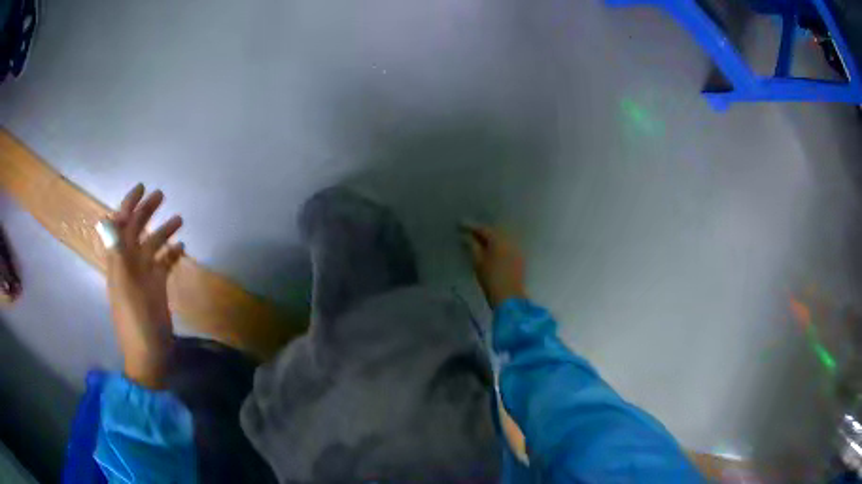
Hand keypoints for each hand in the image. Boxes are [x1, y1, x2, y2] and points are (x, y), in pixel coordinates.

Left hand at [105, 184, 184, 388]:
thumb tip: (110, 220)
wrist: (149, 354)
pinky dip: (171, 254)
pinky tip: (182, 247)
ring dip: (163, 231)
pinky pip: (164, 264)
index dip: (128, 205)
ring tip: (179, 219)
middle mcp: (130, 265)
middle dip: (146, 211)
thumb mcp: (124, 287)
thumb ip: (118, 253)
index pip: (120, 226)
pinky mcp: (157, 288)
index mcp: (119, 262)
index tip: (141, 188)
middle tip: (162, 195)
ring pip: (152, 246)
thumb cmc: (136, 321)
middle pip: (136, 231)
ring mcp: (144, 277)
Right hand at [463, 224, 526, 308]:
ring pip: (501, 239)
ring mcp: (516, 249)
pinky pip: (507, 246)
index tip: (460, 225)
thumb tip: (466, 237)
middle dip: (482, 232)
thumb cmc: (491, 279)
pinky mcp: (519, 259)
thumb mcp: (478, 262)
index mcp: (499, 240)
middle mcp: (510, 241)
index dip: (471, 227)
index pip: (483, 229)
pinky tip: (491, 250)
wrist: (509, 297)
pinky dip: (498, 246)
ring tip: (479, 241)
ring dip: (490, 239)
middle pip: (494, 232)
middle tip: (469, 233)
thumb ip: (472, 246)